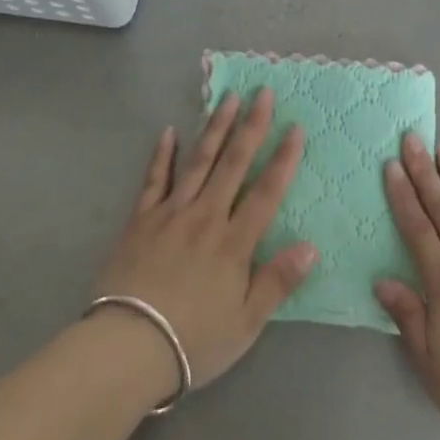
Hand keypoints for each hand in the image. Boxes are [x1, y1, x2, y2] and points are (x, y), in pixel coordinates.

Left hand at [92, 89, 318, 394]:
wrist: (128, 346)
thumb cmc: (194, 340)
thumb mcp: (246, 322)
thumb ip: (278, 281)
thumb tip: (311, 246)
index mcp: (234, 242)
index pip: (266, 192)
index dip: (283, 159)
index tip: (295, 127)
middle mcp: (206, 216)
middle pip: (233, 163)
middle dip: (251, 126)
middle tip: (262, 92)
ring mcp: (171, 213)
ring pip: (199, 161)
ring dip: (215, 127)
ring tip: (228, 98)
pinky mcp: (141, 219)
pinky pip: (154, 179)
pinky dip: (162, 154)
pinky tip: (169, 131)